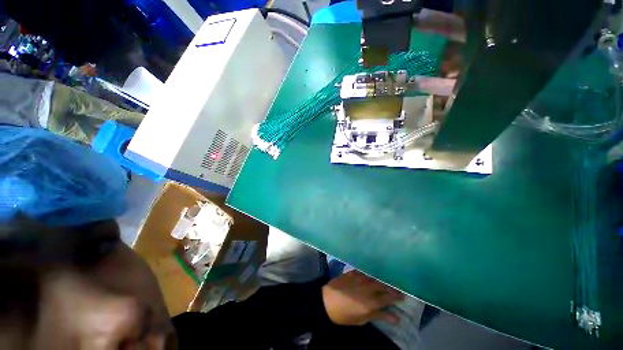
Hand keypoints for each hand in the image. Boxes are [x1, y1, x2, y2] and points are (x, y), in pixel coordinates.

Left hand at [321, 270, 403, 325]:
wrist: (326, 301)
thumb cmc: (344, 315)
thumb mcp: (362, 319)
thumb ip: (378, 316)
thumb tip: (396, 318)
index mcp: (371, 302)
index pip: (388, 298)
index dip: (396, 296)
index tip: (403, 295)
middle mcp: (367, 288)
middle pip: (383, 285)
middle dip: (392, 286)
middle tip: (397, 287)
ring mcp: (360, 278)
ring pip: (375, 277)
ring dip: (383, 278)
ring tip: (388, 278)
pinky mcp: (353, 272)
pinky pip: (365, 270)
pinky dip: (371, 271)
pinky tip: (374, 271)